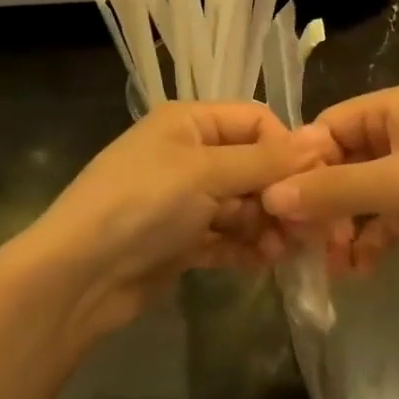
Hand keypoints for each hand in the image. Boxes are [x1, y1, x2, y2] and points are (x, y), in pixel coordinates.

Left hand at [28, 101, 312, 332]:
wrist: (78, 276)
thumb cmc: (143, 204)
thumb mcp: (205, 173)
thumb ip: (265, 160)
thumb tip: (320, 138)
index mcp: (190, 122)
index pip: (255, 121)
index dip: (286, 149)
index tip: (313, 183)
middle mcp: (189, 154)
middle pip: (253, 166)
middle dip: (280, 194)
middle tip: (309, 227)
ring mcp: (185, 200)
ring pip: (243, 205)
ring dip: (266, 225)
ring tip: (282, 251)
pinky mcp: (182, 240)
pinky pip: (226, 237)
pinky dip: (245, 248)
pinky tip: (263, 263)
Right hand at [260, 83, 398, 288]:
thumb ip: (334, 190)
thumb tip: (271, 196)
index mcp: (394, 109)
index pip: (327, 127)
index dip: (300, 164)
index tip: (275, 207)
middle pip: (342, 162)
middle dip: (322, 202)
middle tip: (302, 245)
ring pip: (362, 194)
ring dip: (343, 227)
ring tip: (331, 265)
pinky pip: (386, 217)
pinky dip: (371, 239)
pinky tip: (359, 270)